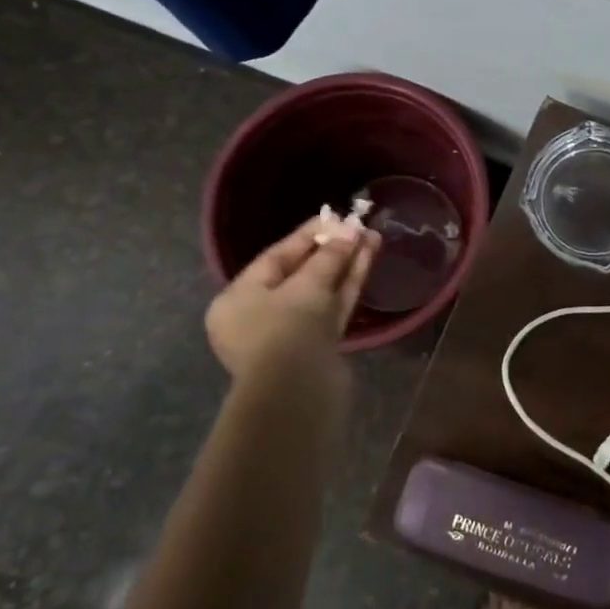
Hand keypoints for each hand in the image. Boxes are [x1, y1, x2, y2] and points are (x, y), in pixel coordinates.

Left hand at [204, 218, 379, 388]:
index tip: (334, 216)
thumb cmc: (285, 330)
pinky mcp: (317, 346)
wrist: (297, 392)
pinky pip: (332, 307)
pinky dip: (348, 284)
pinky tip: (368, 259)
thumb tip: (352, 230)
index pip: (275, 258)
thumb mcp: (306, 284)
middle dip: (331, 249)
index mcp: (237, 300)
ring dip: (346, 264)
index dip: (307, 235)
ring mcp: (290, 333)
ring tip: (372, 236)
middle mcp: (260, 316)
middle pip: (300, 273)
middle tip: (357, 226)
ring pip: (321, 290)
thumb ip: (329, 255)